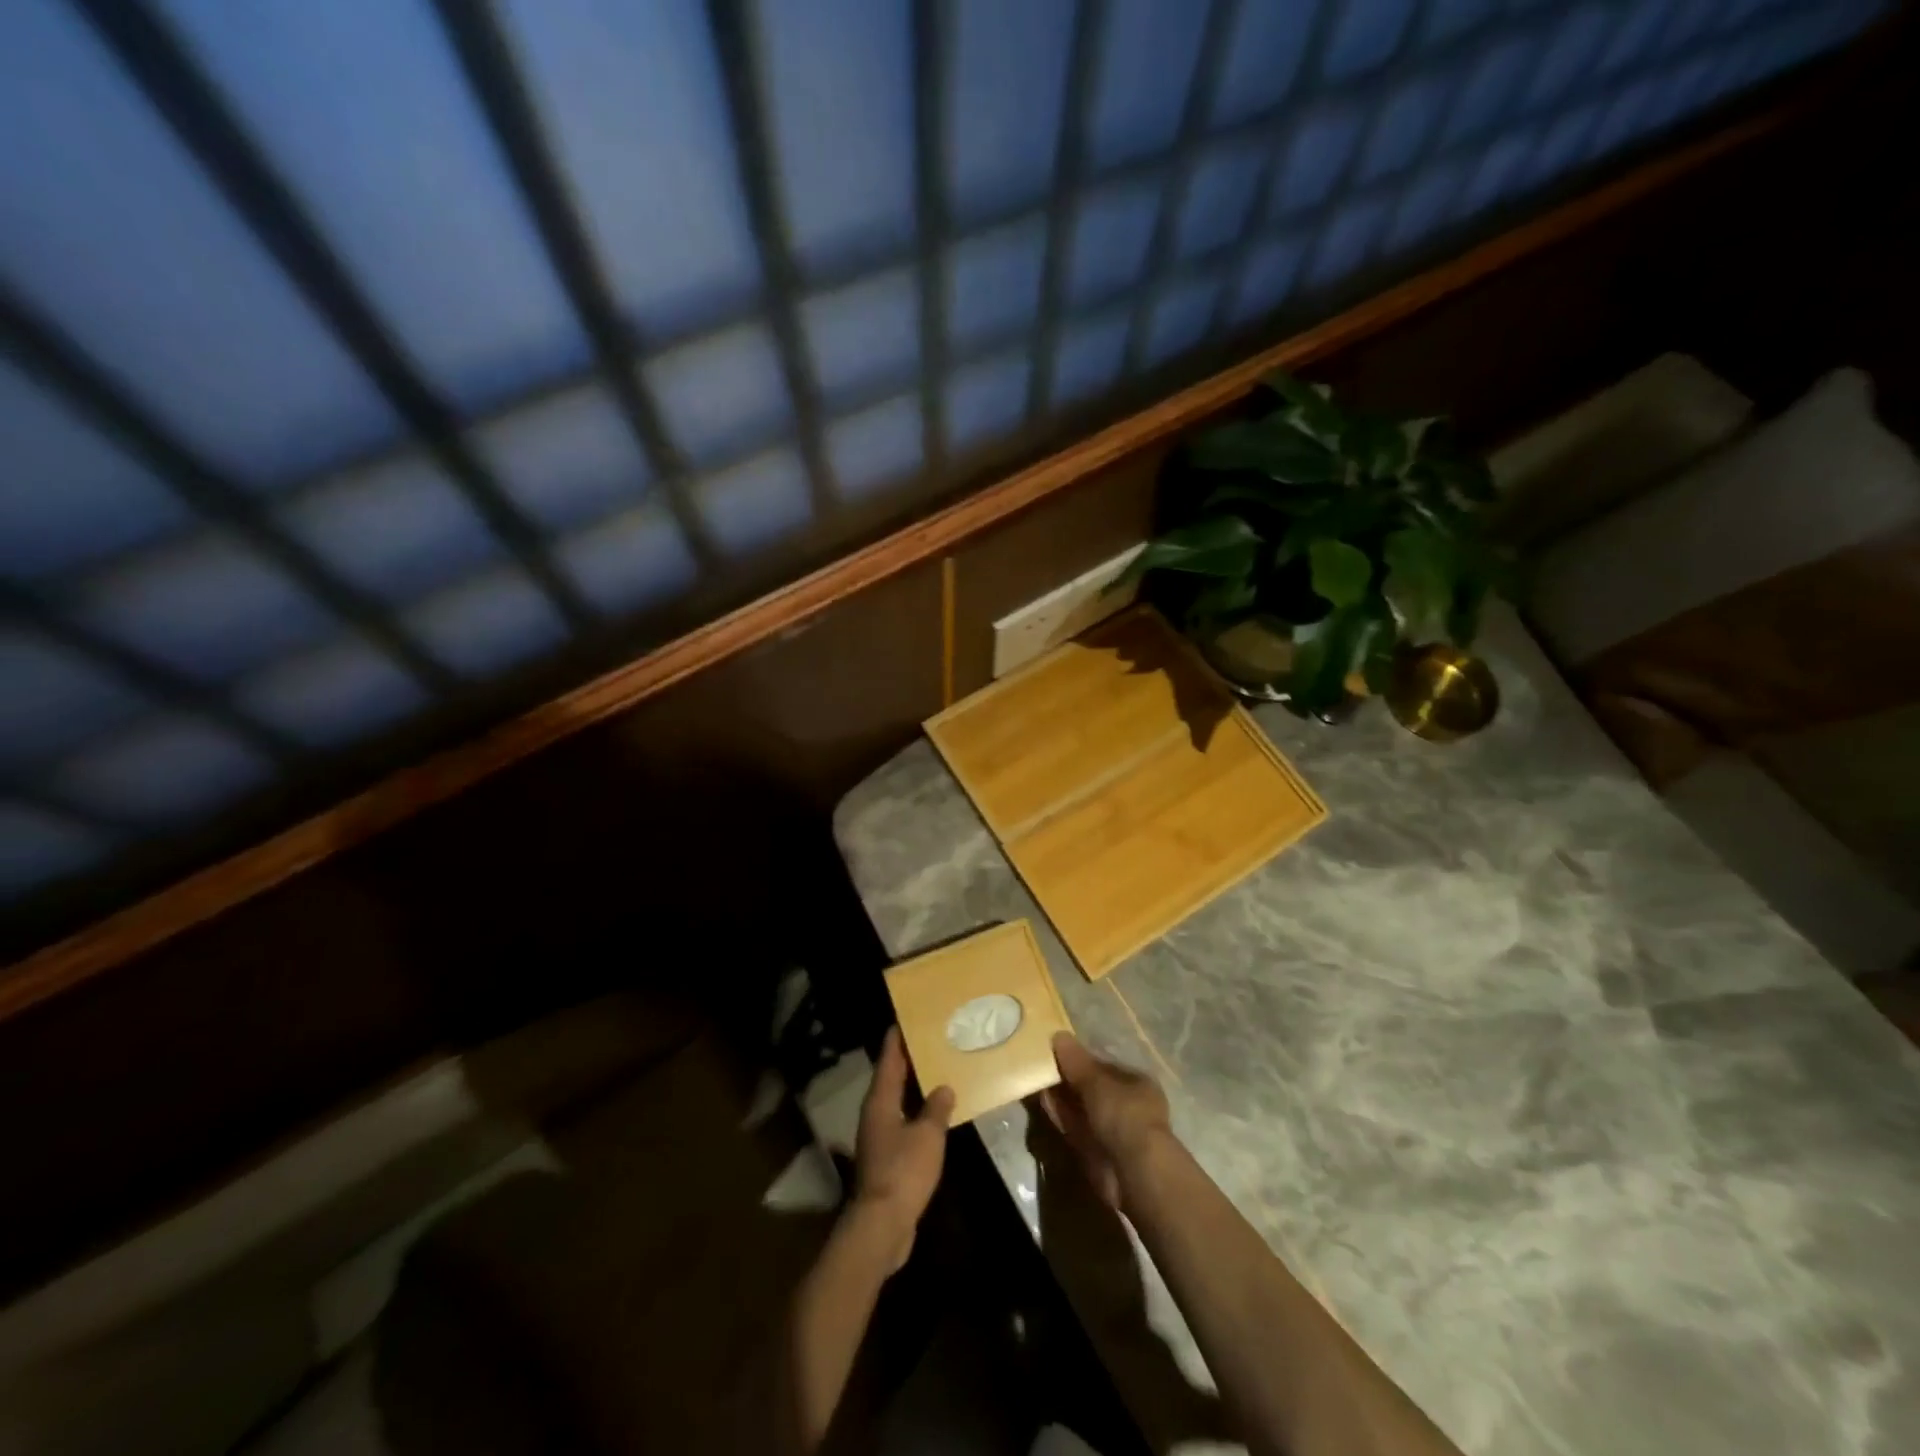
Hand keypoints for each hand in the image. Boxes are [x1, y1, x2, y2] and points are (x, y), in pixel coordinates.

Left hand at [852, 1027, 954, 1271]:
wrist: (882, 1225)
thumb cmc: (903, 1171)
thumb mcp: (927, 1135)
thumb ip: (936, 1109)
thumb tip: (944, 1087)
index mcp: (880, 1101)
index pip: (888, 1060)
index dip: (896, 1039)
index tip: (905, 1019)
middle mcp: (874, 1114)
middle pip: (890, 1078)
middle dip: (907, 1060)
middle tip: (929, 1040)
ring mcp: (878, 1137)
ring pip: (896, 1101)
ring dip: (912, 1087)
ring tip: (936, 1072)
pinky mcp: (886, 1158)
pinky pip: (902, 1123)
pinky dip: (916, 1112)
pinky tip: (934, 1114)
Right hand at [1040, 1033, 1172, 1209]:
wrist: (1133, 1171)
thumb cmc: (1123, 1114)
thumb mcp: (1097, 1081)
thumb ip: (1076, 1061)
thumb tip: (1058, 1035)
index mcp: (1137, 1084)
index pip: (1106, 1067)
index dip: (1082, 1060)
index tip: (1058, 1052)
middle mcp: (1127, 1106)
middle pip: (1092, 1089)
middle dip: (1068, 1079)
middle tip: (1042, 1064)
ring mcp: (1112, 1131)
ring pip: (1081, 1109)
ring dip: (1061, 1097)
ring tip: (1037, 1079)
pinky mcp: (1097, 1152)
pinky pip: (1075, 1128)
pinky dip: (1060, 1116)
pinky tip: (1043, 1101)